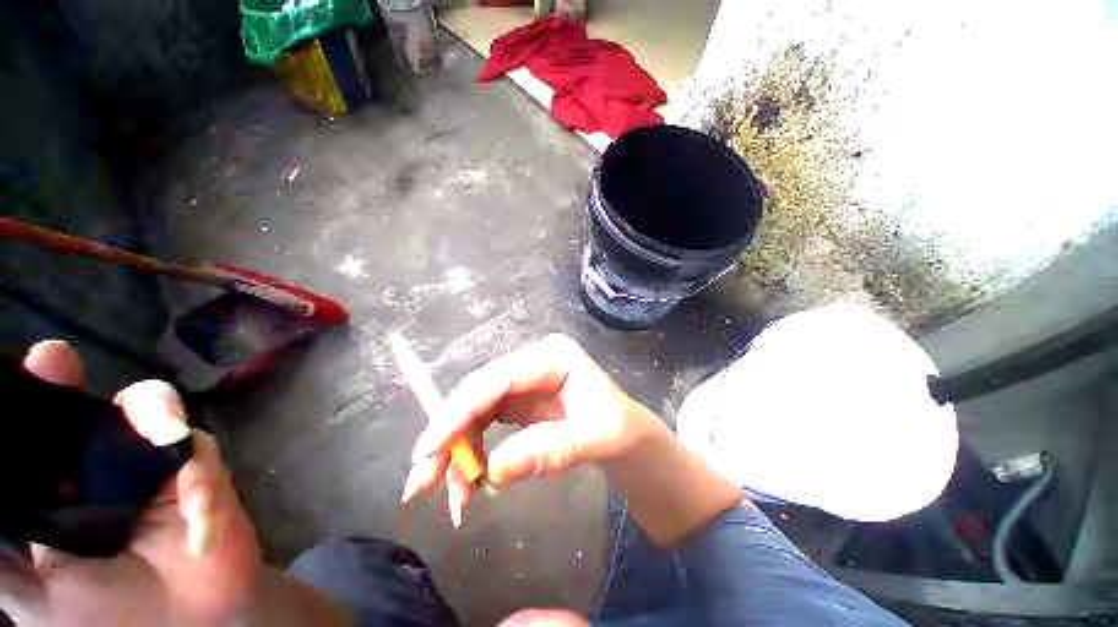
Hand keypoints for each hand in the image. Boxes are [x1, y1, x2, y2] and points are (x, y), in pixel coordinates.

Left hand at [0, 340, 262, 625]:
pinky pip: (202, 458)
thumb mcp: (32, 595)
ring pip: (158, 412)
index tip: (44, 363)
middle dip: (92, 384)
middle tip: (61, 365)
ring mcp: (160, 469)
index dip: (40, 389)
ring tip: (166, 435)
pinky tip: (196, 516)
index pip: (46, 427)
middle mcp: (109, 467)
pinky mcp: (206, 478)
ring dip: (159, 417)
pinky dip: (200, 481)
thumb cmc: (107, 620)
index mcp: (64, 486)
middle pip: (106, 406)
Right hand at [401, 333, 643, 523]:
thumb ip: (550, 449)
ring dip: (457, 454)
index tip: (427, 450)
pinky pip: (484, 426)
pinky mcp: (519, 405)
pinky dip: (472, 456)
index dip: (459, 411)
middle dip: (448, 438)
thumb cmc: (623, 431)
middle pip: (477, 395)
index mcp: (552, 356)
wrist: (632, 442)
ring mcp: (523, 384)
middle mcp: (532, 364)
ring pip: (474, 413)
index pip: (496, 379)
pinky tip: (470, 482)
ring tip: (455, 500)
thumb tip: (493, 470)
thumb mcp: (597, 438)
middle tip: (420, 485)